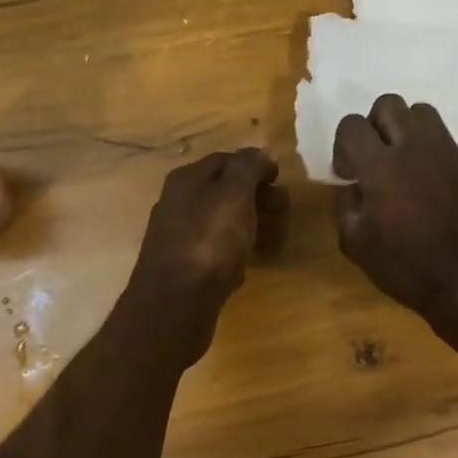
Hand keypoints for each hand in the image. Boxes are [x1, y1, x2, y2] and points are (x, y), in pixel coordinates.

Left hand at [124, 148, 285, 364]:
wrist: (175, 303)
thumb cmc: (209, 242)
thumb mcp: (233, 194)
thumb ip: (247, 167)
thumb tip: (258, 153)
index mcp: (186, 179)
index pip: (225, 160)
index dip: (256, 166)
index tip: (281, 181)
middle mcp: (176, 203)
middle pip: (221, 190)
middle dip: (255, 196)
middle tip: (283, 210)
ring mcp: (176, 237)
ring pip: (218, 220)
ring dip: (246, 223)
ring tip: (270, 237)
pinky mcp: (181, 268)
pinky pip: (212, 249)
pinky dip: (232, 250)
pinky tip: (244, 265)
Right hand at [333, 95, 457, 329]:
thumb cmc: (405, 268)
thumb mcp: (356, 245)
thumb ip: (345, 206)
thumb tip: (353, 186)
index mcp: (380, 166)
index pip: (351, 125)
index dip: (343, 146)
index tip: (349, 174)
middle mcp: (416, 147)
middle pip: (389, 104)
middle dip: (375, 126)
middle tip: (375, 159)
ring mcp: (453, 153)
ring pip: (425, 114)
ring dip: (409, 132)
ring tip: (408, 166)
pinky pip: (457, 147)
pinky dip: (444, 161)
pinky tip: (443, 189)